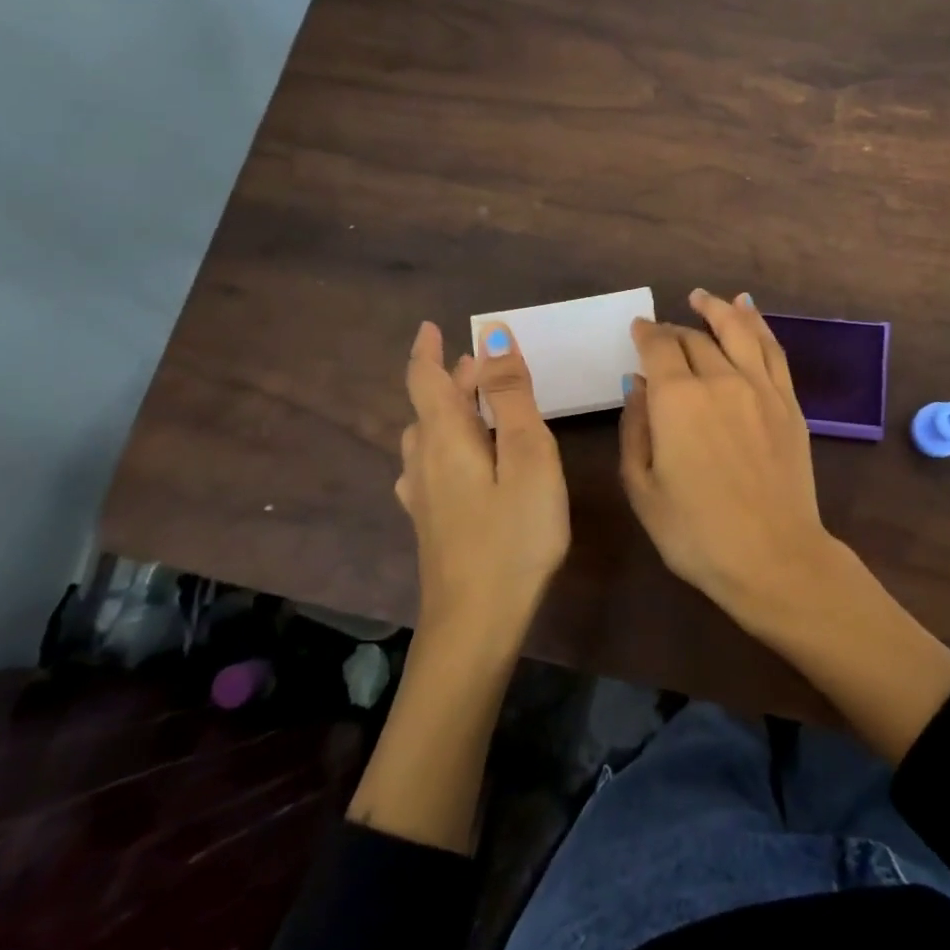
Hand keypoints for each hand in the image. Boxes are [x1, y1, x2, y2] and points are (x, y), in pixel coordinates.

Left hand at [396, 320, 568, 643]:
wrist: (476, 622)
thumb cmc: (513, 535)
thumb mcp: (527, 456)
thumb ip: (512, 396)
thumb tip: (492, 337)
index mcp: (445, 438)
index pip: (425, 380)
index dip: (427, 350)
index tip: (431, 327)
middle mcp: (424, 462)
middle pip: (430, 408)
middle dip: (453, 380)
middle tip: (485, 365)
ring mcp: (423, 497)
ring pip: (429, 438)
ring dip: (451, 412)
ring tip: (481, 406)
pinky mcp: (431, 524)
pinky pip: (432, 466)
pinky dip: (448, 445)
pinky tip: (462, 463)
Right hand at [620, 290, 858, 637]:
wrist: (773, 556)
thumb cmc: (696, 532)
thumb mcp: (643, 488)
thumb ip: (636, 428)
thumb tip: (637, 384)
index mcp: (677, 399)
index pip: (659, 348)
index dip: (646, 333)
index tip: (638, 328)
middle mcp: (720, 380)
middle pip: (695, 339)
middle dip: (674, 331)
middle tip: (663, 333)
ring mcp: (760, 388)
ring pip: (738, 331)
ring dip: (718, 309)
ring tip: (703, 297)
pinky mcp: (788, 402)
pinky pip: (773, 350)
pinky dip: (759, 324)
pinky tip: (749, 311)